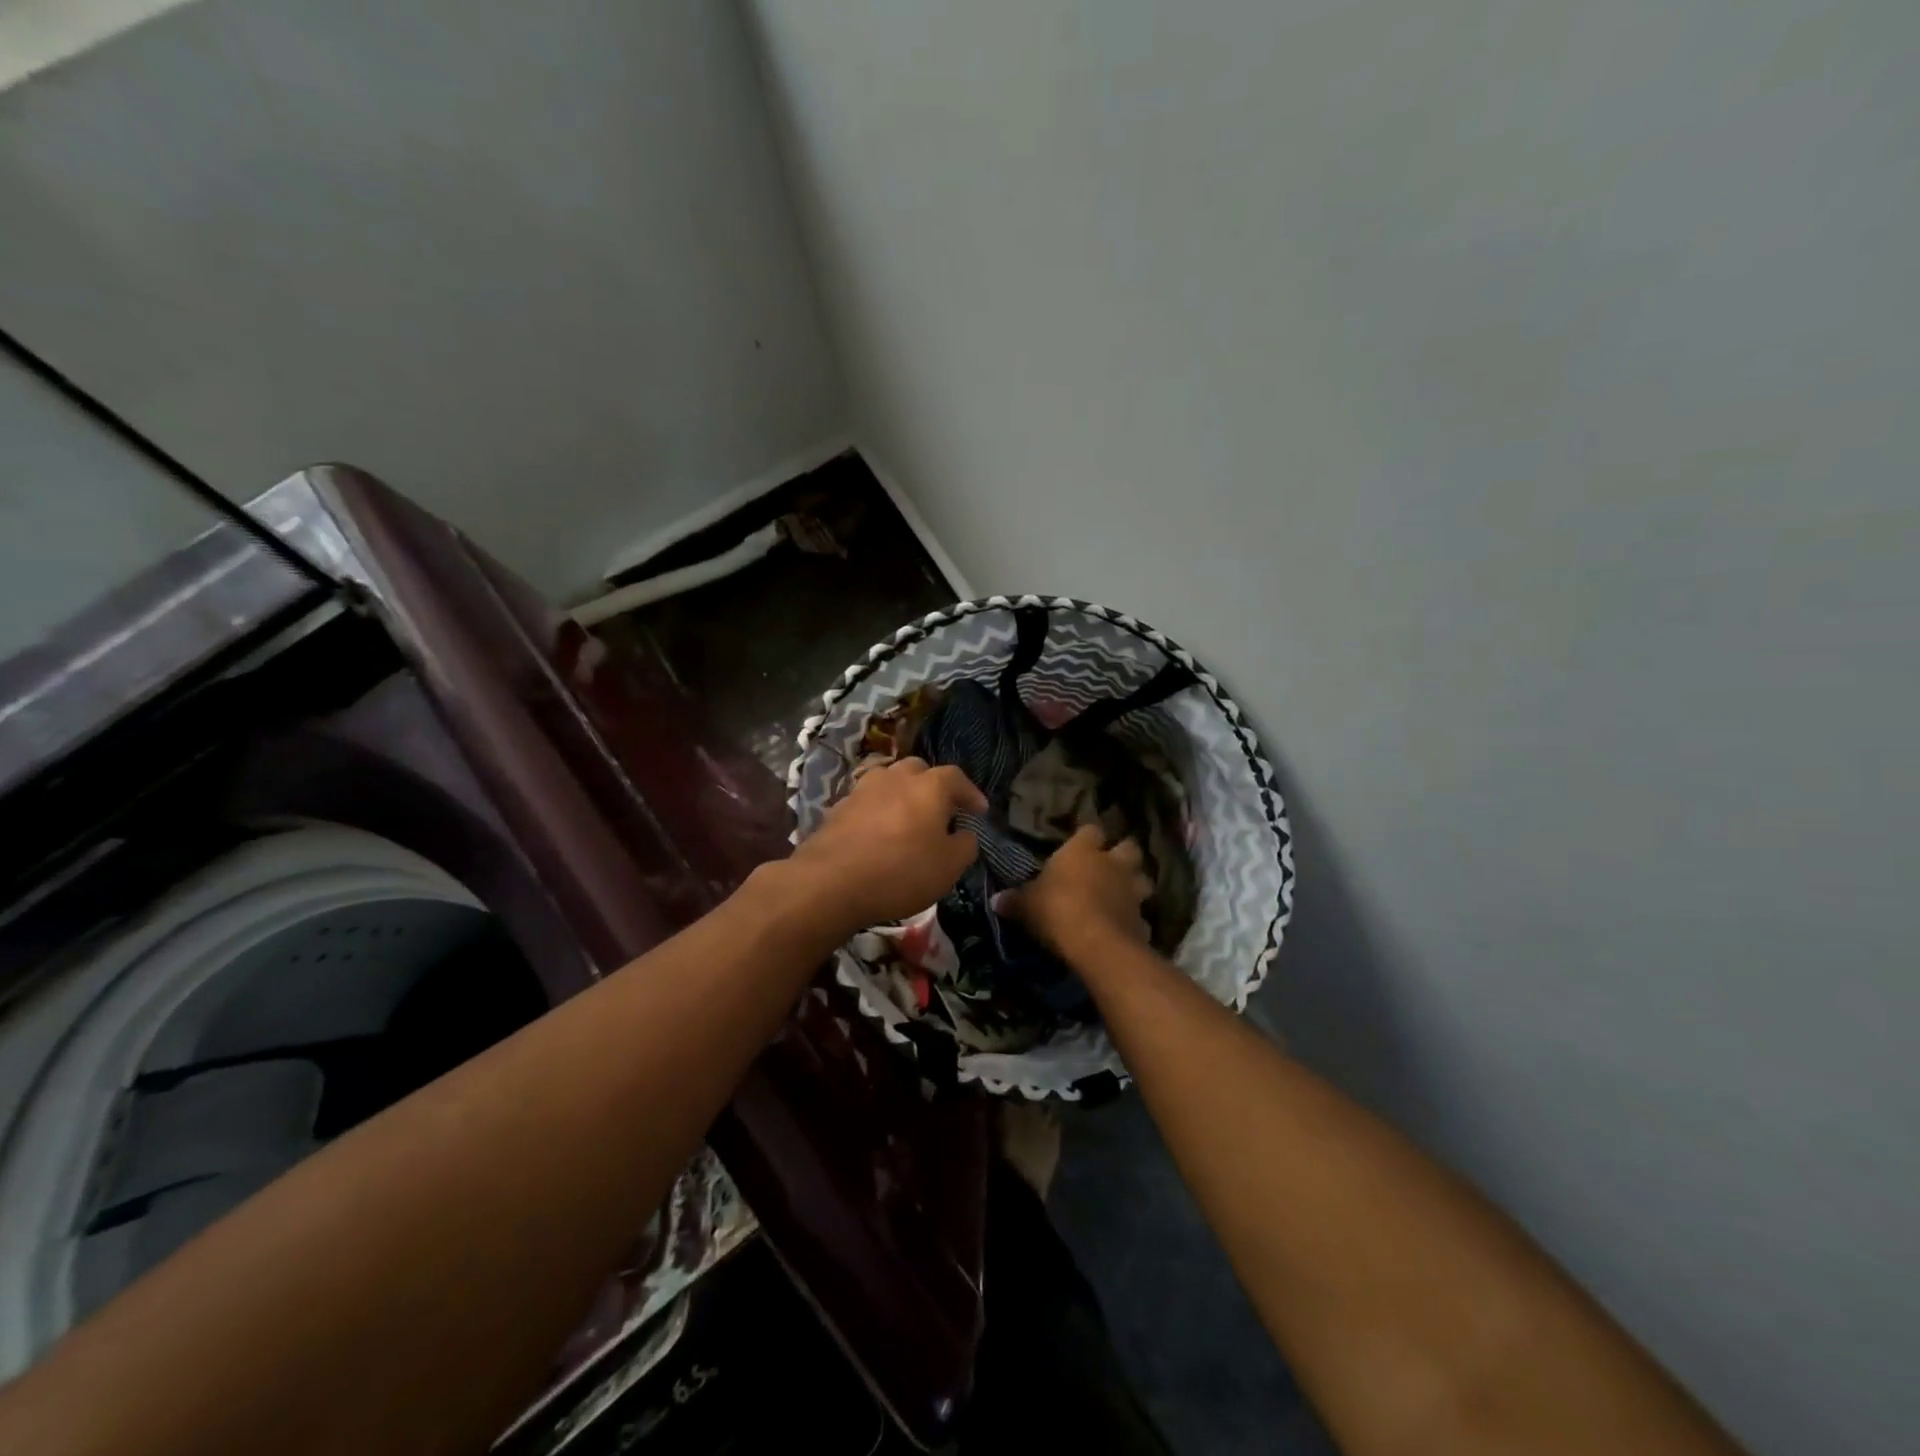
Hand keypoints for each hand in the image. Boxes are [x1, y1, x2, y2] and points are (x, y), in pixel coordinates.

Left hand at [788, 758, 986, 933]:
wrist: (831, 881)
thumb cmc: (901, 871)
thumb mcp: (949, 867)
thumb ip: (965, 845)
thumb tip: (965, 834)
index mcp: (929, 786)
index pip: (956, 778)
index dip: (970, 793)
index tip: (979, 811)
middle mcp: (895, 777)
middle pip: (919, 771)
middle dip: (933, 787)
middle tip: (941, 811)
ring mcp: (863, 789)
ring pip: (889, 782)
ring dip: (902, 795)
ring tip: (908, 818)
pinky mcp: (838, 807)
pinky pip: (867, 802)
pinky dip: (878, 811)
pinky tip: (878, 832)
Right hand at [999, 825, 1154, 963]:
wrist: (1095, 943)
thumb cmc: (1056, 910)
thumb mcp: (1026, 905)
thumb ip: (1014, 900)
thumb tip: (995, 900)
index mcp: (1083, 851)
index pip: (1090, 830)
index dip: (1087, 838)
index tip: (1080, 846)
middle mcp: (1112, 864)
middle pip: (1128, 848)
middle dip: (1122, 856)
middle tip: (1109, 867)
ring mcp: (1132, 891)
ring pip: (1143, 879)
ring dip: (1134, 886)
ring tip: (1121, 896)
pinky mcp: (1142, 920)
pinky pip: (1140, 917)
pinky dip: (1134, 921)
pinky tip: (1123, 929)